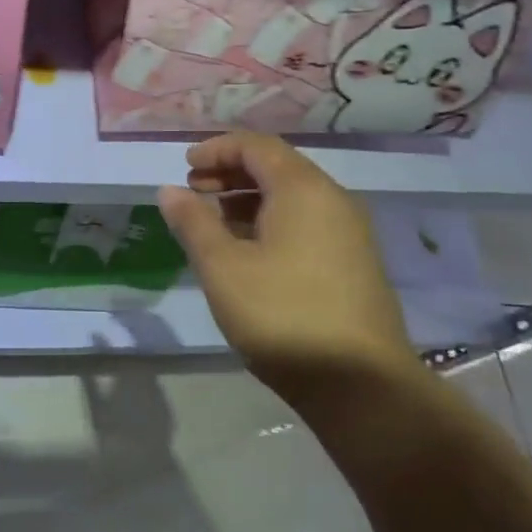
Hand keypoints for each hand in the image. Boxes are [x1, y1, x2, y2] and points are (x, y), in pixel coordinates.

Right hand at [156, 131, 416, 393]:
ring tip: (213, 225)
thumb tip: (169, 189)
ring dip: (247, 199)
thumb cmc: (283, 315)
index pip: (256, 146)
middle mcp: (333, 200)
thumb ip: (193, 222)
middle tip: (194, 193)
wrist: (361, 386)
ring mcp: (349, 233)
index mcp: (303, 190)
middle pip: (276, 167)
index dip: (216, 149)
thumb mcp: (223, 267)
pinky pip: (306, 222)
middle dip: (230, 173)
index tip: (185, 168)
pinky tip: (247, 253)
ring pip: (291, 197)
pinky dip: (270, 221)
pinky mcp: (353, 263)